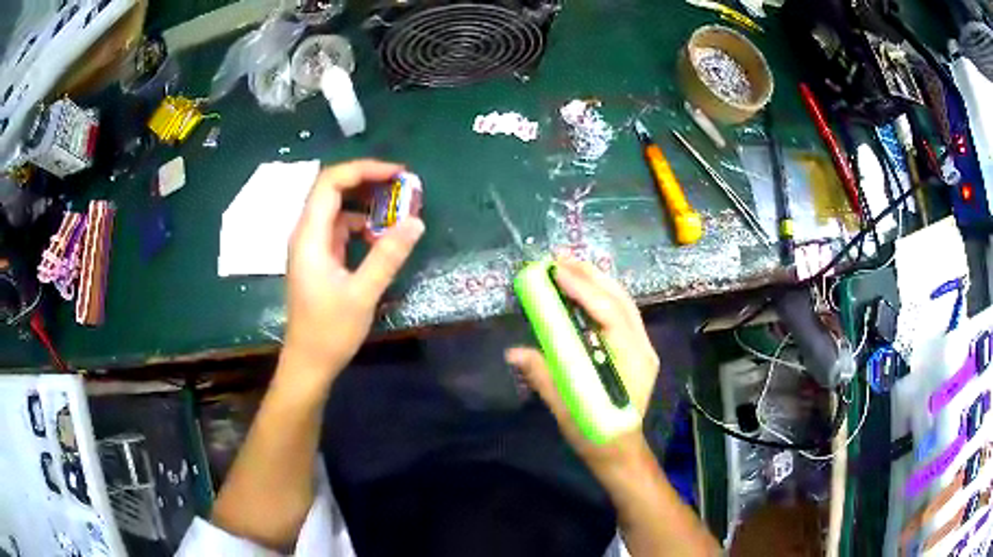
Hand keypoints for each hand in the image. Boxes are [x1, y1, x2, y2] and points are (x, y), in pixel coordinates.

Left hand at [283, 159, 424, 385]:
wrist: (309, 362)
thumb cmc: (330, 332)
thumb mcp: (362, 294)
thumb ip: (388, 255)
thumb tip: (416, 221)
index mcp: (310, 237)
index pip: (330, 183)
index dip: (363, 170)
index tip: (397, 174)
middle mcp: (306, 234)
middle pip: (332, 189)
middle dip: (367, 181)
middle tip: (402, 185)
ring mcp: (311, 246)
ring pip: (337, 208)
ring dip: (366, 202)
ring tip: (397, 207)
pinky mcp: (319, 258)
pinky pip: (340, 228)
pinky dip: (361, 224)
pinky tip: (380, 236)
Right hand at [505, 257, 659, 477]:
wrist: (621, 451)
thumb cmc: (596, 434)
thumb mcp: (567, 409)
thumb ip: (544, 378)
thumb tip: (514, 352)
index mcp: (631, 361)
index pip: (609, 314)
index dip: (583, 289)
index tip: (556, 271)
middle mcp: (642, 347)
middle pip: (620, 300)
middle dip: (590, 275)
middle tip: (559, 258)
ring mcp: (642, 347)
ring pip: (623, 302)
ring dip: (596, 280)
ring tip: (569, 265)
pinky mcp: (635, 350)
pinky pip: (620, 313)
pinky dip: (601, 295)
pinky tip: (584, 288)